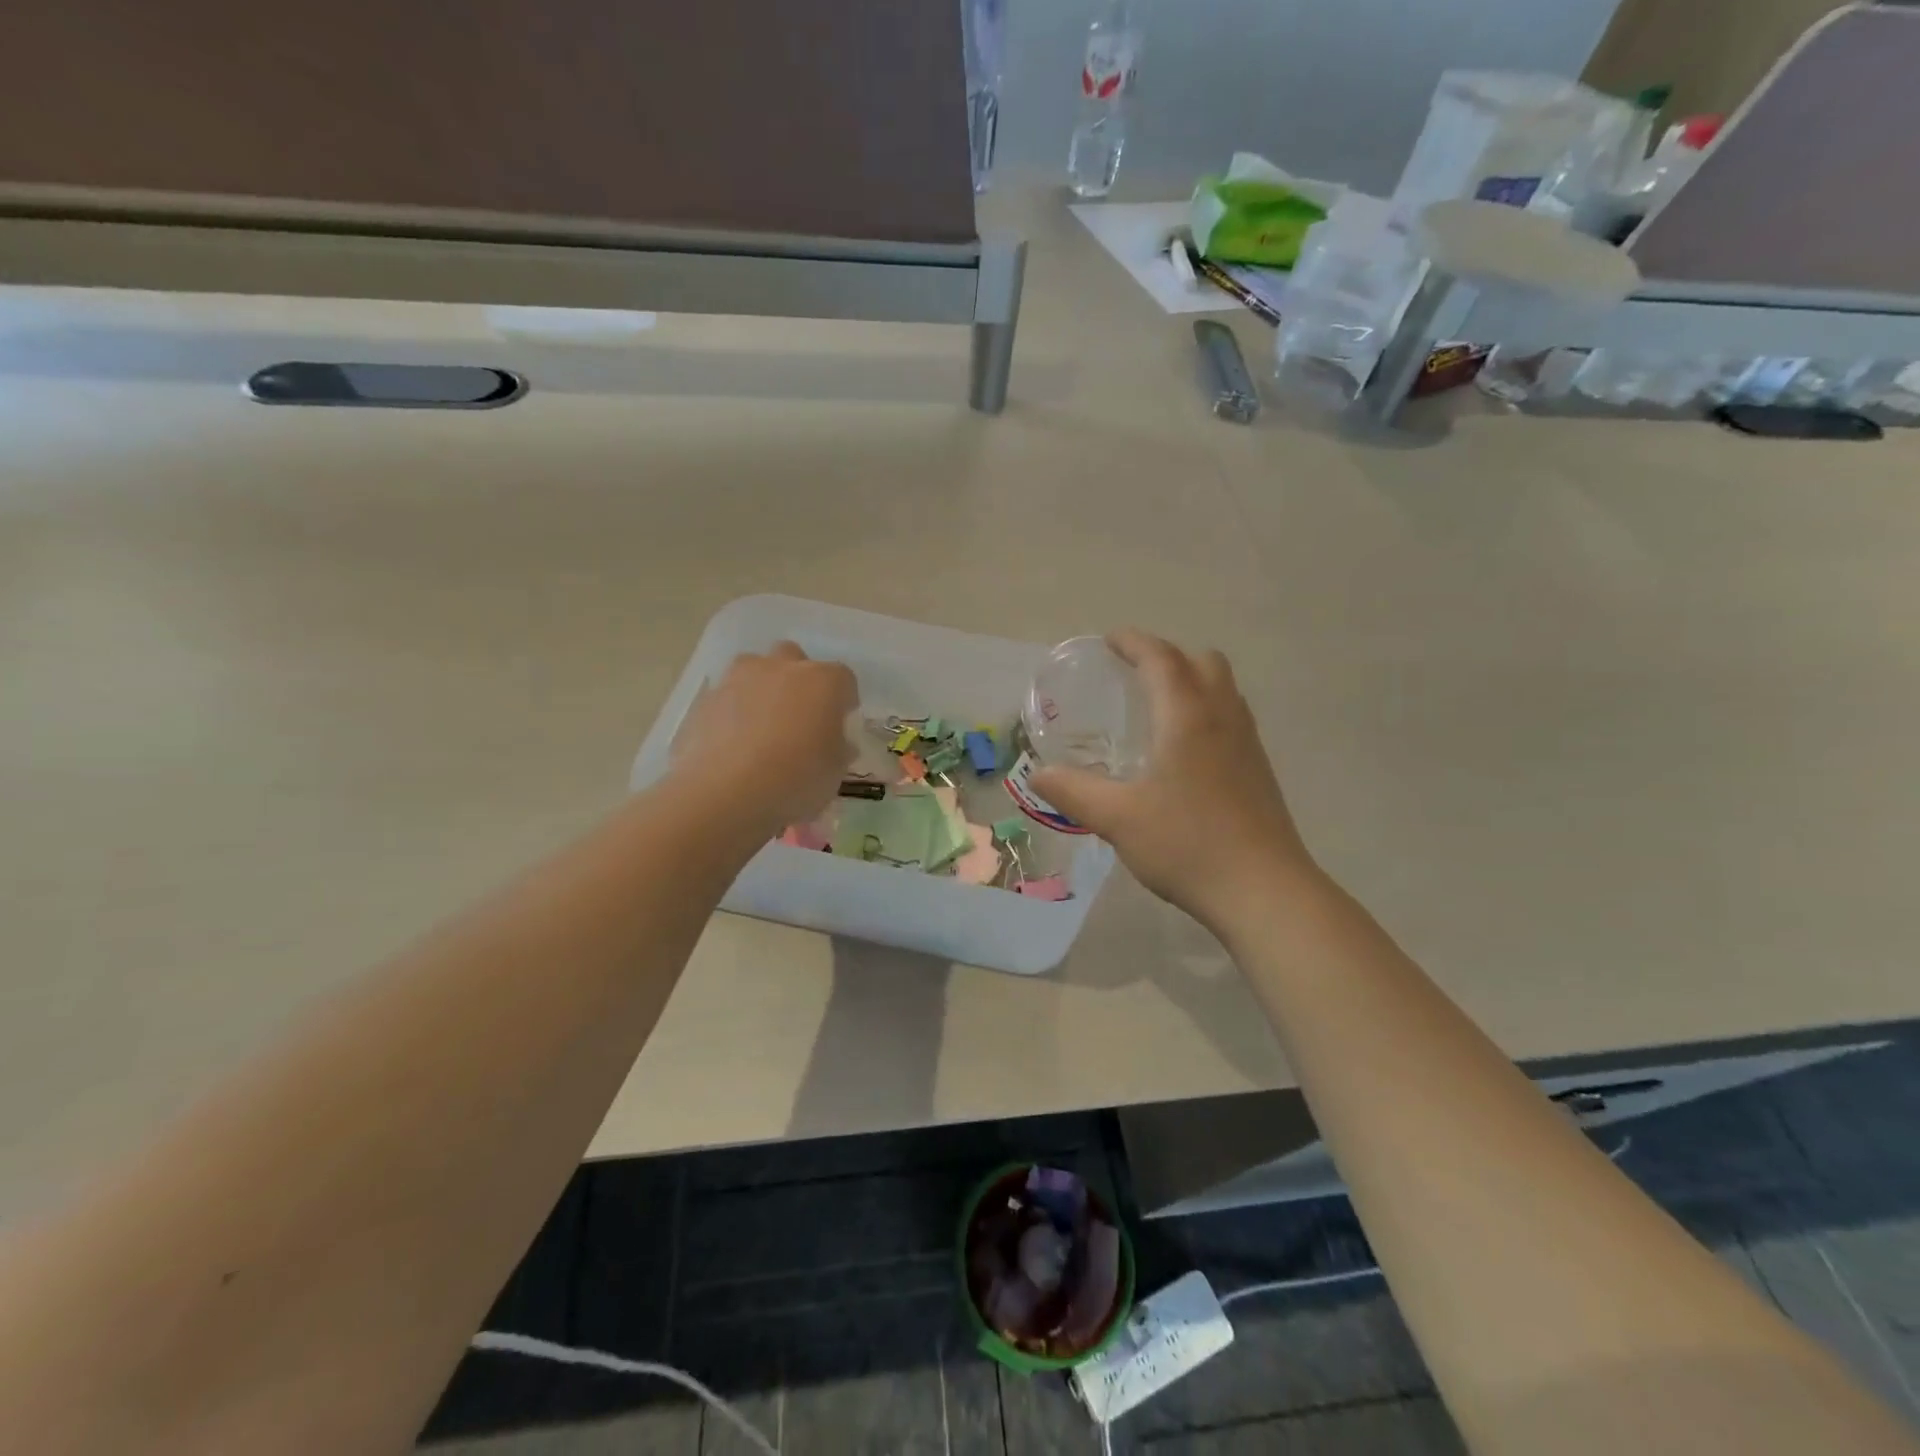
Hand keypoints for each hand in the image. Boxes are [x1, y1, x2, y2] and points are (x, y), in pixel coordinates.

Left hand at [671, 643, 856, 834]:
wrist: (725, 793)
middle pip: (795, 659)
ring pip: (754, 669)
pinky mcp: (707, 699)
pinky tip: (732, 744)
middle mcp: (782, 668)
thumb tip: (836, 742)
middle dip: (798, 681)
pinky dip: (732, 712)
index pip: (843, 679)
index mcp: (823, 681)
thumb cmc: (795, 780)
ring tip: (761, 726)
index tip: (839, 724)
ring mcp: (739, 679)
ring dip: (761, 687)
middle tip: (798, 717)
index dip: (843, 701)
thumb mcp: (834, 773)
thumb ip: (839, 749)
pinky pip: (727, 697)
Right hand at [1030, 630, 1315, 931]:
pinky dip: (1206, 711)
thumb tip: (1039, 775)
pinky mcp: (1259, 771)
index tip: (1110, 640)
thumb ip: (1074, 792)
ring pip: (1223, 689)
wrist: (1264, 891)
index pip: (1161, 660)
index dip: (1134, 642)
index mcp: (1188, 718)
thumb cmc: (1188, 844)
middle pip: (1203, 662)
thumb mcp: (1118, 818)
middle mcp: (1223, 719)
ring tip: (1158, 706)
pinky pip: (1231, 718)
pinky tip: (1184, 751)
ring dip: (1191, 681)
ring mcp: (1248, 744)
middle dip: (1167, 656)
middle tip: (1135, 673)